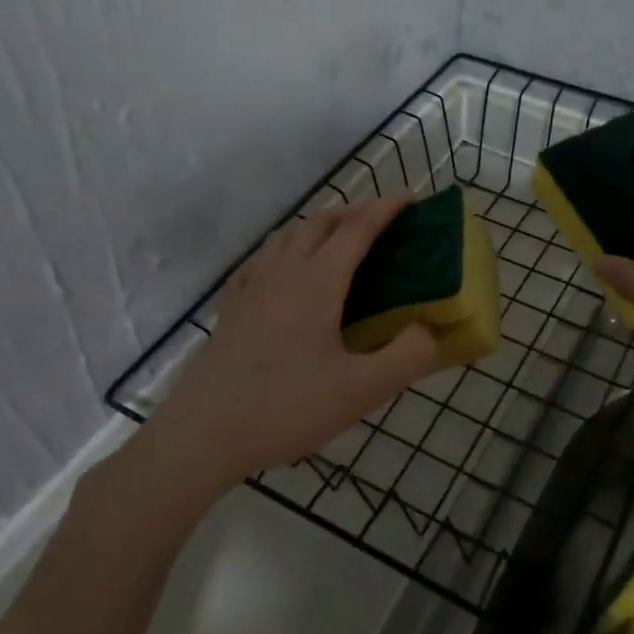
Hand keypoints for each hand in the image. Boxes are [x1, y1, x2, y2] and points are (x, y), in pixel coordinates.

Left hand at [155, 198, 441, 486]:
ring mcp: (252, 286)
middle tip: (382, 223)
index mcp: (318, 280)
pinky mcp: (232, 306)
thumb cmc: (286, 408)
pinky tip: (286, 272)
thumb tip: (431, 329)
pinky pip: (263, 259)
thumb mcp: (360, 391)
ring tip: (339, 242)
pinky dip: (286, 249)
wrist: (202, 434)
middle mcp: (284, 271)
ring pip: (288, 235)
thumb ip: (407, 357)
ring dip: (319, 226)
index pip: (358, 228)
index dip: (386, 209)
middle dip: (354, 212)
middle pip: (321, 222)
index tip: (411, 199)